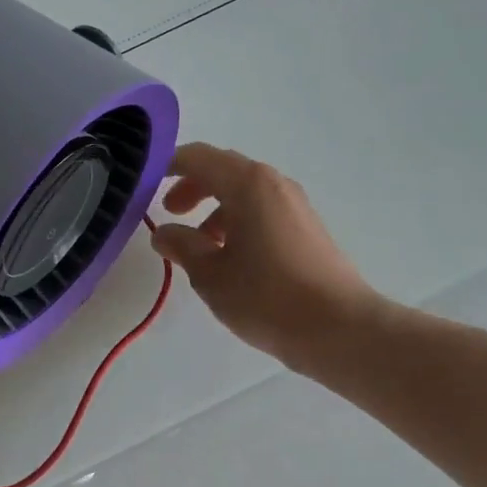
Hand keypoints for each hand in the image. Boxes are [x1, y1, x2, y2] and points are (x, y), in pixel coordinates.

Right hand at [152, 142, 392, 377]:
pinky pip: (261, 211)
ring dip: (214, 208)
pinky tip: (229, 258)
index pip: (199, 157)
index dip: (169, 166)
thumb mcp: (209, 274)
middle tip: (171, 212)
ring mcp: (294, 206)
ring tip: (198, 244)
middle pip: (223, 170)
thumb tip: (164, 233)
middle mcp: (273, 185)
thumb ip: (181, 246)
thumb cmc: (266, 296)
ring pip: (243, 192)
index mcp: (247, 185)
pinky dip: (237, 221)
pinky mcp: (306, 229)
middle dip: (192, 187)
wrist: (339, 329)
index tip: (147, 183)